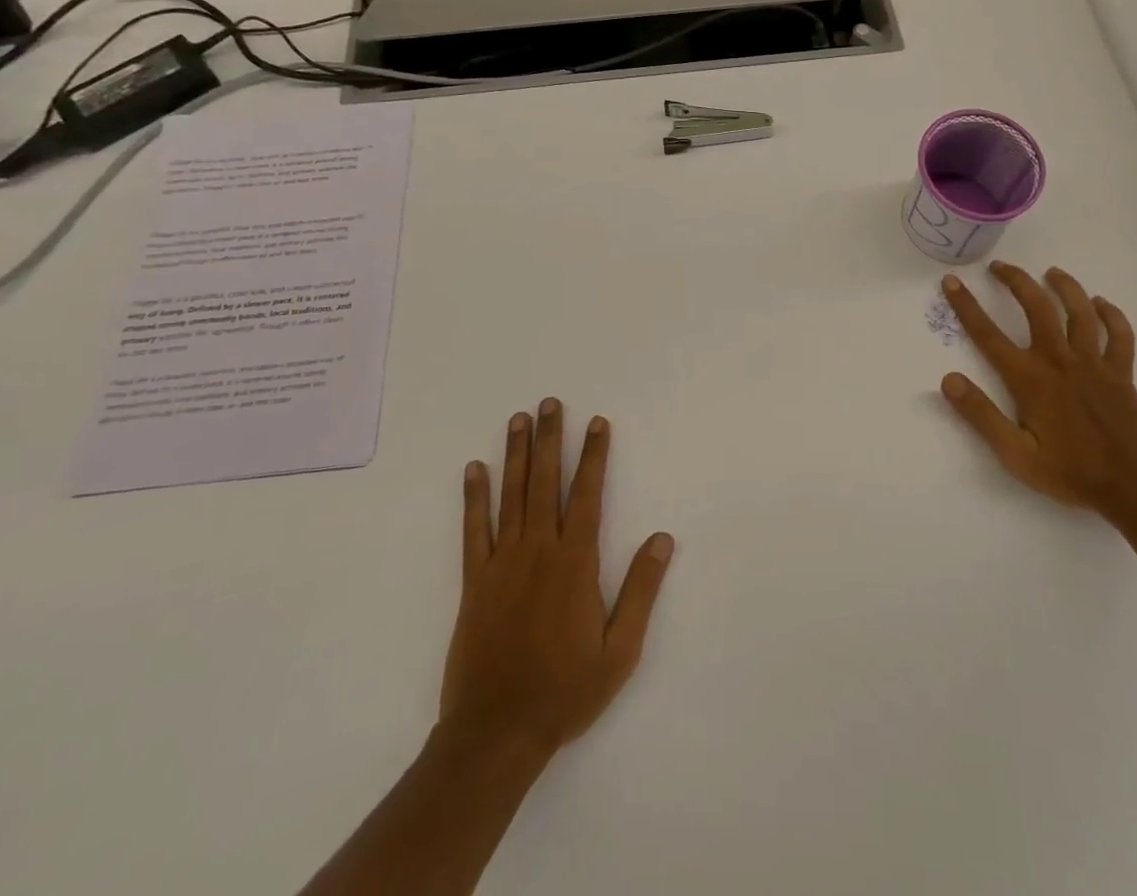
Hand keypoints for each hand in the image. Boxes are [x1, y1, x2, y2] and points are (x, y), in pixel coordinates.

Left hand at [441, 399, 674, 759]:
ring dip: (516, 455)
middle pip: (546, 483)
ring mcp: (502, 564)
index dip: (594, 456)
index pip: (587, 495)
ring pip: (511, 496)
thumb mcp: (619, 650)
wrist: (496, 734)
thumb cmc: (565, 691)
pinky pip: (473, 530)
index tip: (597, 422)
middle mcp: (538, 551)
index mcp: (575, 563)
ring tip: (518, 419)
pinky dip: (473, 498)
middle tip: (549, 402)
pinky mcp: (475, 582)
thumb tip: (663, 539)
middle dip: (550, 439)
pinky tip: (474, 470)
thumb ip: (641, 590)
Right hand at [936, 262, 1136, 519]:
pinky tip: (1101, 304)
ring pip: (1080, 311)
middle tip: (999, 266)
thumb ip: (981, 415)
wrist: (1133, 487)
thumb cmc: (1069, 472)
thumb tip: (948, 380)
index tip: (952, 282)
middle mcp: (1060, 360)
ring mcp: (1094, 363)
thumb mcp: (1015, 454)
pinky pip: (1119, 334)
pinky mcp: (1121, 372)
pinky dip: (1111, 315)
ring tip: (1050, 272)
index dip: (967, 305)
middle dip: (1015, 280)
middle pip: (1037, 307)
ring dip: (1064, 286)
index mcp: (1030, 378)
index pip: (989, 334)